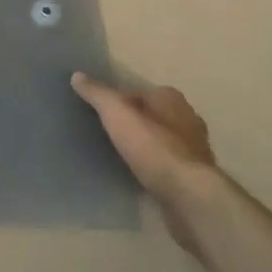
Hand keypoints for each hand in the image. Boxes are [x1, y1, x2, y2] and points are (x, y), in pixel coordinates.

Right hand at [72, 73, 217, 245]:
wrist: (188, 196)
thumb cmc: (153, 146)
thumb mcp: (116, 113)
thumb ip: (97, 94)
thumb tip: (77, 75)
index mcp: (171, 99)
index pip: (140, 91)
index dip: (120, 99)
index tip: (101, 111)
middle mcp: (187, 120)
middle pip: (153, 116)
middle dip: (134, 123)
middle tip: (107, 132)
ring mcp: (194, 151)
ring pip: (161, 142)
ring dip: (145, 147)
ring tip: (118, 155)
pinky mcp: (193, 178)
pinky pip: (166, 166)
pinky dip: (152, 167)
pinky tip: (136, 175)